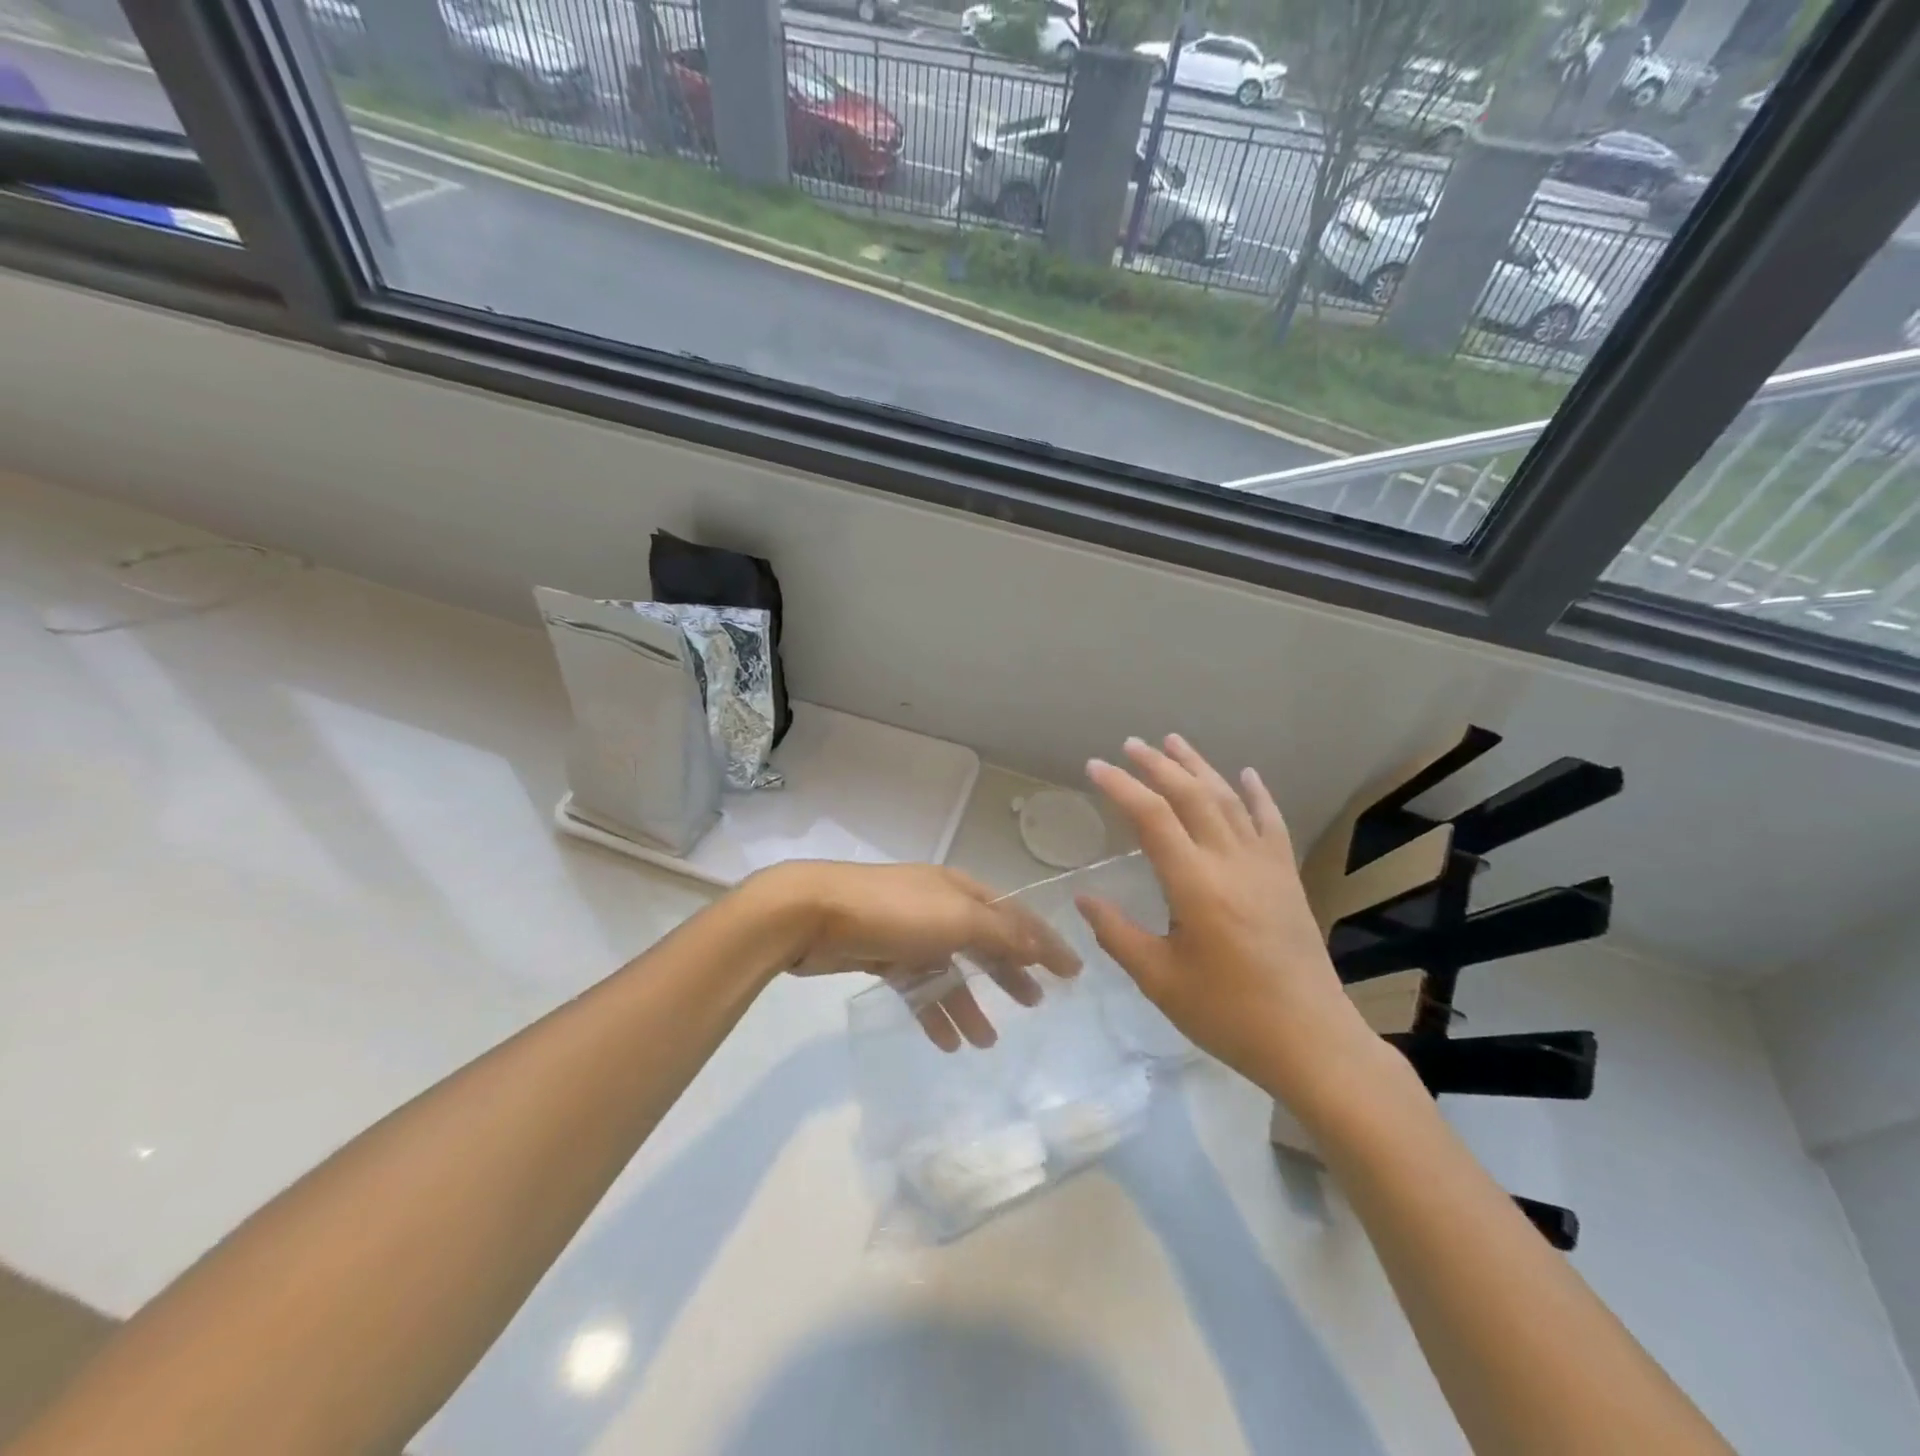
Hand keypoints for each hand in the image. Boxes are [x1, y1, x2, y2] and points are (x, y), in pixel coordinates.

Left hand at [748, 862, 1080, 1052]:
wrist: (812, 913)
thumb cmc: (893, 911)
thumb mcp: (956, 918)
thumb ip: (999, 933)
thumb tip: (1038, 946)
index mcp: (960, 890)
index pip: (1013, 917)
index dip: (1044, 942)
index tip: (1072, 972)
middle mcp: (938, 907)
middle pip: (984, 943)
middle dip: (1009, 973)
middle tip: (1035, 1004)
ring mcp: (909, 932)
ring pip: (950, 971)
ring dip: (969, 1003)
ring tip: (988, 1041)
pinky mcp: (881, 956)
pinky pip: (918, 987)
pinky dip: (933, 1012)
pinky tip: (946, 1043)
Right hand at [1077, 735, 1376, 1104]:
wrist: (1312, 1041)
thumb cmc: (1228, 1014)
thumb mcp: (1159, 980)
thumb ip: (1117, 934)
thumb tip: (1084, 899)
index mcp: (1195, 884)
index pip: (1152, 817)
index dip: (1121, 787)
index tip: (1095, 767)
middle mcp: (1231, 862)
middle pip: (1191, 796)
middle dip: (1158, 765)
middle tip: (1130, 745)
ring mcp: (1266, 867)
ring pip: (1229, 800)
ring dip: (1200, 767)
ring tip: (1175, 742)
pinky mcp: (1288, 879)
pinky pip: (1271, 824)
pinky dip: (1258, 795)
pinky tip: (1247, 775)